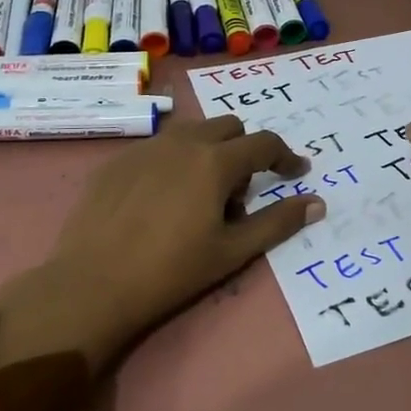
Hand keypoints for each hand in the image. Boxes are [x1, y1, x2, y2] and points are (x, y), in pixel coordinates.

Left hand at [0, 117, 324, 371]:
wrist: (93, 284)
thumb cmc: (172, 271)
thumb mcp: (233, 251)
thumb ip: (278, 222)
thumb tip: (317, 203)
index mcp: (216, 161)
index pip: (264, 143)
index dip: (286, 157)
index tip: (295, 173)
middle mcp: (183, 142)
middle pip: (229, 127)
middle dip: (244, 150)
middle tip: (237, 194)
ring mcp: (146, 147)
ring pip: (191, 132)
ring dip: (208, 151)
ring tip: (198, 195)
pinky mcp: (117, 160)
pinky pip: (158, 147)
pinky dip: (173, 161)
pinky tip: (159, 200)